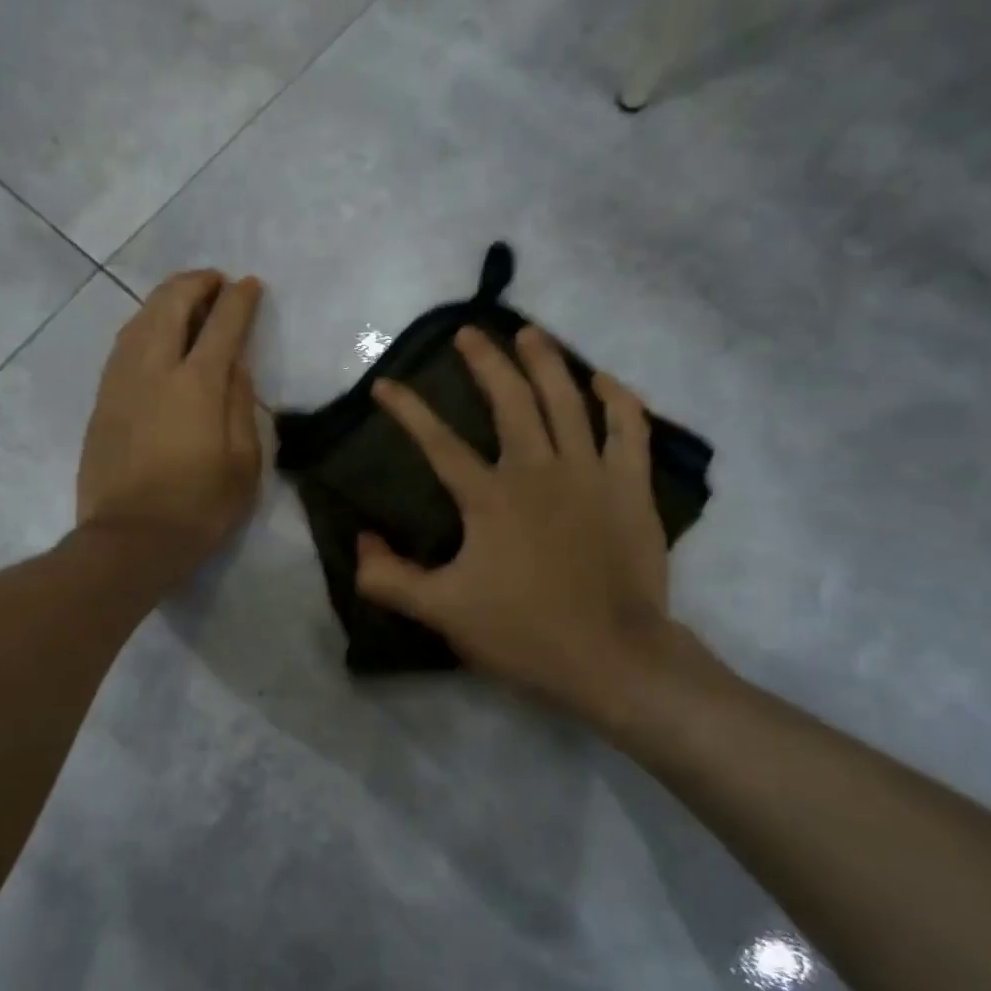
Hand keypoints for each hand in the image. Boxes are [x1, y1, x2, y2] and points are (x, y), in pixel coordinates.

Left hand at [77, 271, 263, 572]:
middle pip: (171, 305)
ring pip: (139, 319)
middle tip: (216, 282)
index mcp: (196, 385)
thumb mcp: (243, 463)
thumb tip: (235, 365)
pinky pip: (123, 345)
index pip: (222, 325)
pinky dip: (143, 325)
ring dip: (165, 299)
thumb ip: (241, 405)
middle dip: (196, 283)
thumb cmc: (199, 508)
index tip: (250, 285)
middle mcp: (154, 370)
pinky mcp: (102, 400)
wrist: (129, 541)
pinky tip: (154, 332)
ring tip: (186, 298)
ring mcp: (121, 382)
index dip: (239, 300)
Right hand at [356, 326, 704, 731]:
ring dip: (545, 361)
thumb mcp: (442, 612)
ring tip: (528, 333)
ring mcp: (590, 473)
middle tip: (469, 334)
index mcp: (490, 497)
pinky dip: (617, 399)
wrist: (613, 657)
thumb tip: (360, 541)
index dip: (408, 410)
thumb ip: (390, 578)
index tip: (386, 384)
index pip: (439, 442)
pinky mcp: (630, 487)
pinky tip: (601, 380)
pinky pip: (628, 428)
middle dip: (485, 361)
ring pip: (567, 400)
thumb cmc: (524, 632)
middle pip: (510, 400)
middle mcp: (538, 470)